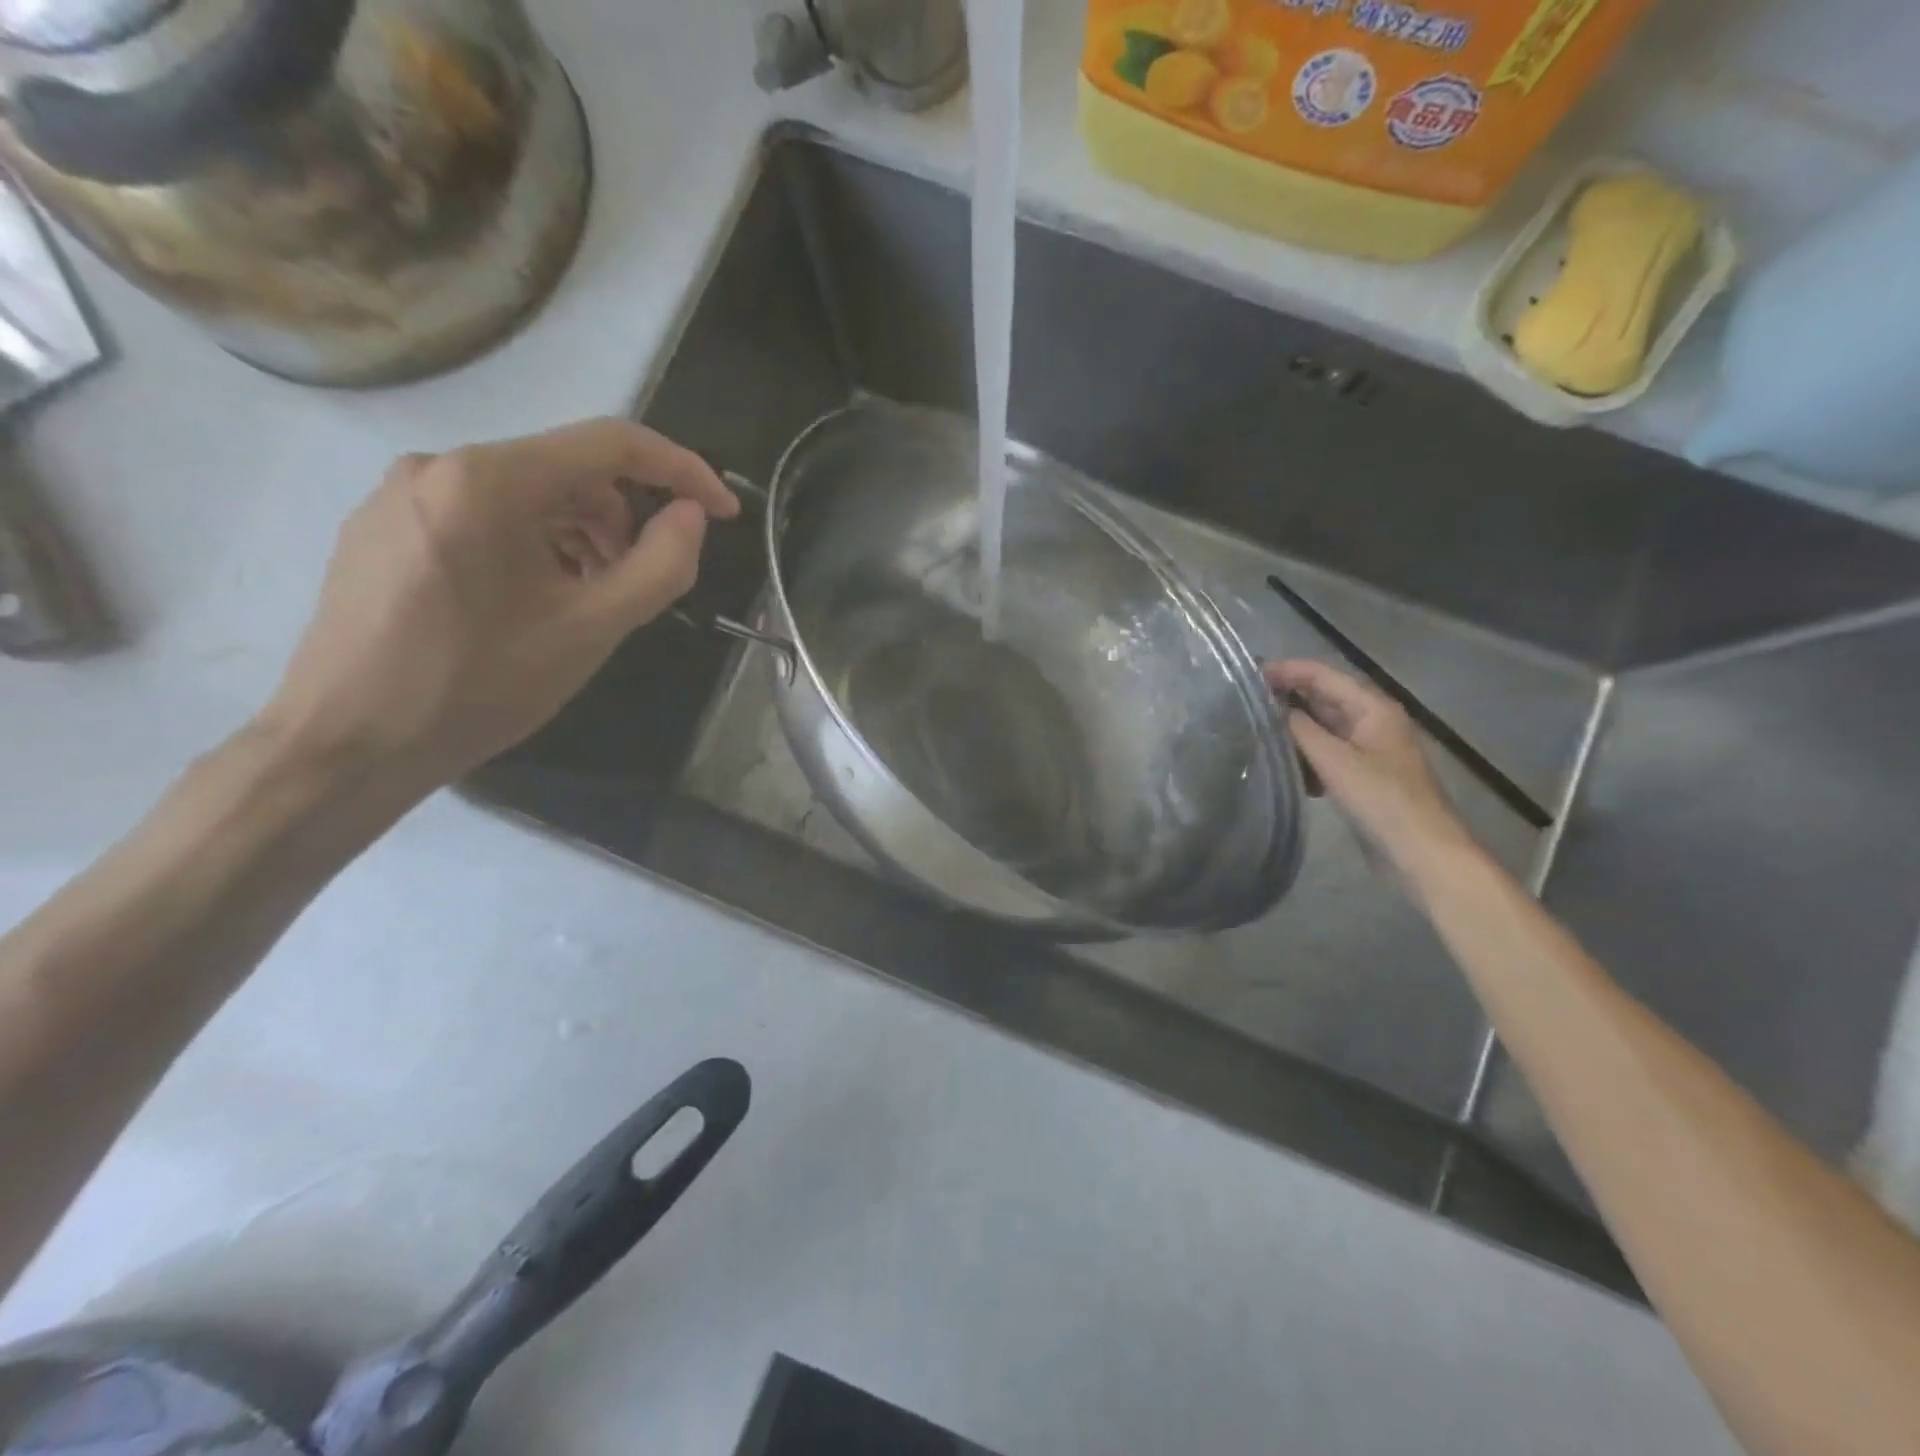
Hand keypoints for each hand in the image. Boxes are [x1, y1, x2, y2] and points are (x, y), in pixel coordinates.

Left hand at [260, 418, 737, 790]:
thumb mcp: (590, 630)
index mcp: (488, 480)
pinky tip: (534, 602)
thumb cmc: (477, 686)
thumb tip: (692, 516)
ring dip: (579, 537)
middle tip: (639, 584)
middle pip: (567, 470)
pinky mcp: (385, 527)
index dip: (682, 470)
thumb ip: (660, 566)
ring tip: (587, 601)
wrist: (346, 744)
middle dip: (623, 520)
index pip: (611, 444)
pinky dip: (532, 546)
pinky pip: (483, 516)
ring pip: (526, 496)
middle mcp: (437, 465)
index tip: (723, 511)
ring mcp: (402, 495)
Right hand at [1264, 659, 1469, 875]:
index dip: (1286, 670)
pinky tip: (1279, 763)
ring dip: (1291, 727)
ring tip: (1252, 727)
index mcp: (1373, 708)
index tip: (1247, 673)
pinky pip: (1325, 754)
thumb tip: (1271, 707)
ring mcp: (1367, 749)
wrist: (1421, 853)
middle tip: (1242, 699)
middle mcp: (1371, 721)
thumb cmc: (1382, 800)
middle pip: (1323, 698)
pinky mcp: (1360, 776)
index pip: (1323, 675)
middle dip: (1286, 696)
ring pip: (1322, 727)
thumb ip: (1300, 730)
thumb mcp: (1335, 761)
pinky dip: (1303, 754)